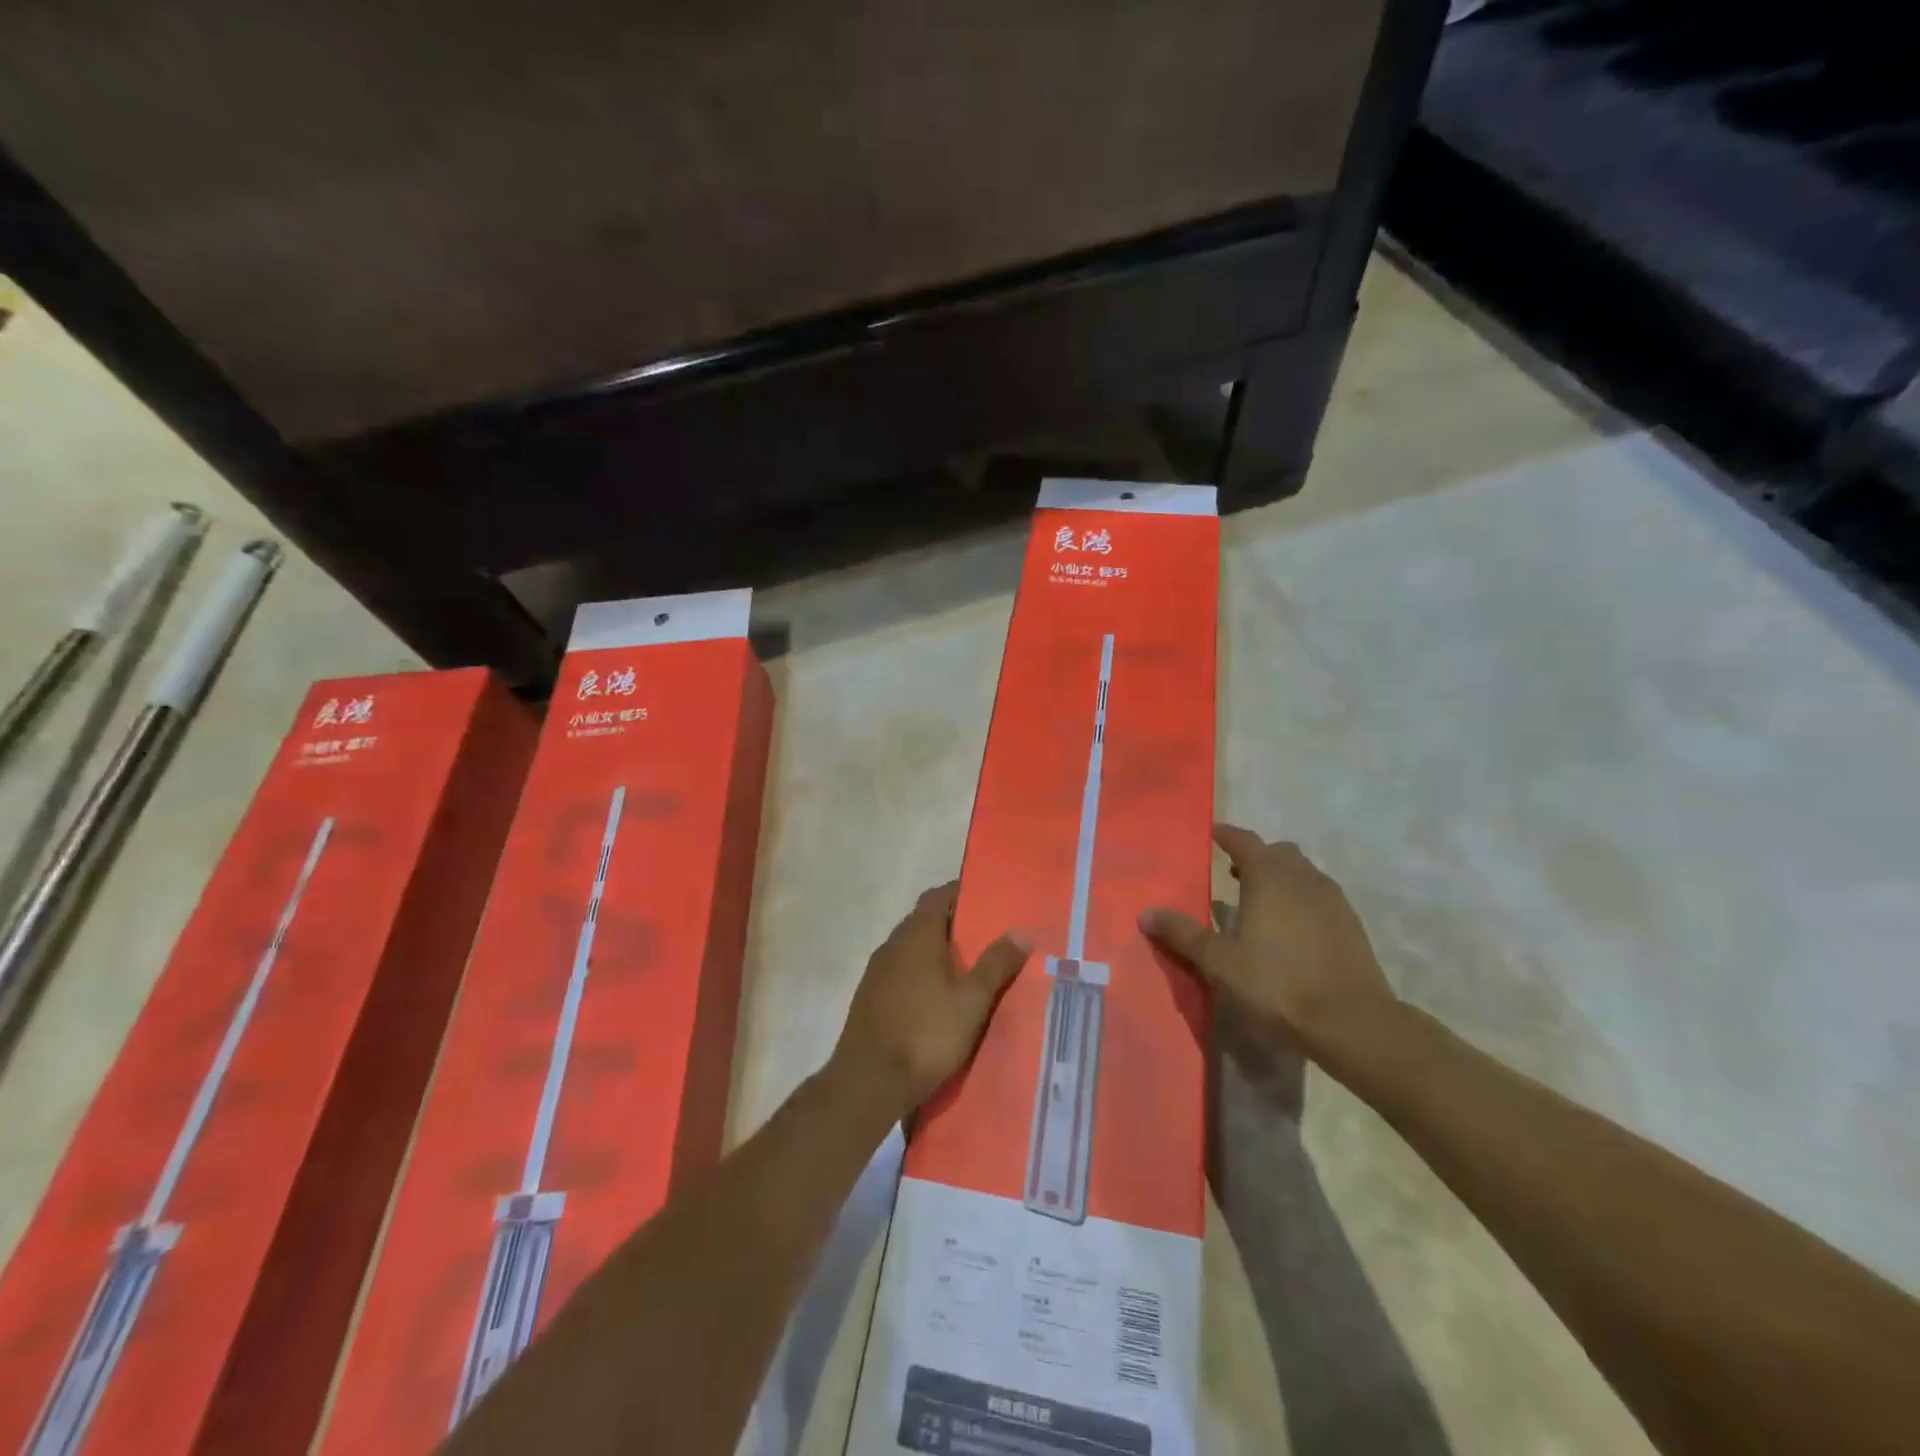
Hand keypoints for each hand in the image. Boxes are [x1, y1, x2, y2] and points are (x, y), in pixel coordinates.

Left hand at [829, 883, 1031, 1122]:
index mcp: (917, 935)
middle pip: (925, 920)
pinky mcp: (870, 997)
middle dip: (954, 924)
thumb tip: (1021, 931)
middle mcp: (893, 944)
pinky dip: (921, 973)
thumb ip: (996, 964)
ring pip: (911, 948)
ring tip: (968, 968)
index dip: (962, 893)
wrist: (868, 1082)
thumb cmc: (926, 1034)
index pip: (939, 896)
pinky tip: (938, 997)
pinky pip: (901, 971)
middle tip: (987, 937)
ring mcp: (877, 971)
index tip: (988, 900)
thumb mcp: (972, 1001)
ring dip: (936, 951)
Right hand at [1141, 825, 1398, 1069]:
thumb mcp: (1219, 962)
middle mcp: (1303, 878)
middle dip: (1256, 857)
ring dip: (1281, 879)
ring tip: (1260, 903)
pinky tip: (1291, 931)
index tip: (1212, 834)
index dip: (1226, 835)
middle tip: (1233, 874)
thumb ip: (1183, 934)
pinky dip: (1301, 901)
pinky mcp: (1352, 926)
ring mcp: (1333, 901)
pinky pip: (1320, 898)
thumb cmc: (1277, 984)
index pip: (1244, 841)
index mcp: (1269, 877)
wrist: (1351, 1022)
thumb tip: (1146, 913)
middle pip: (1278, 853)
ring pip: (1303, 874)